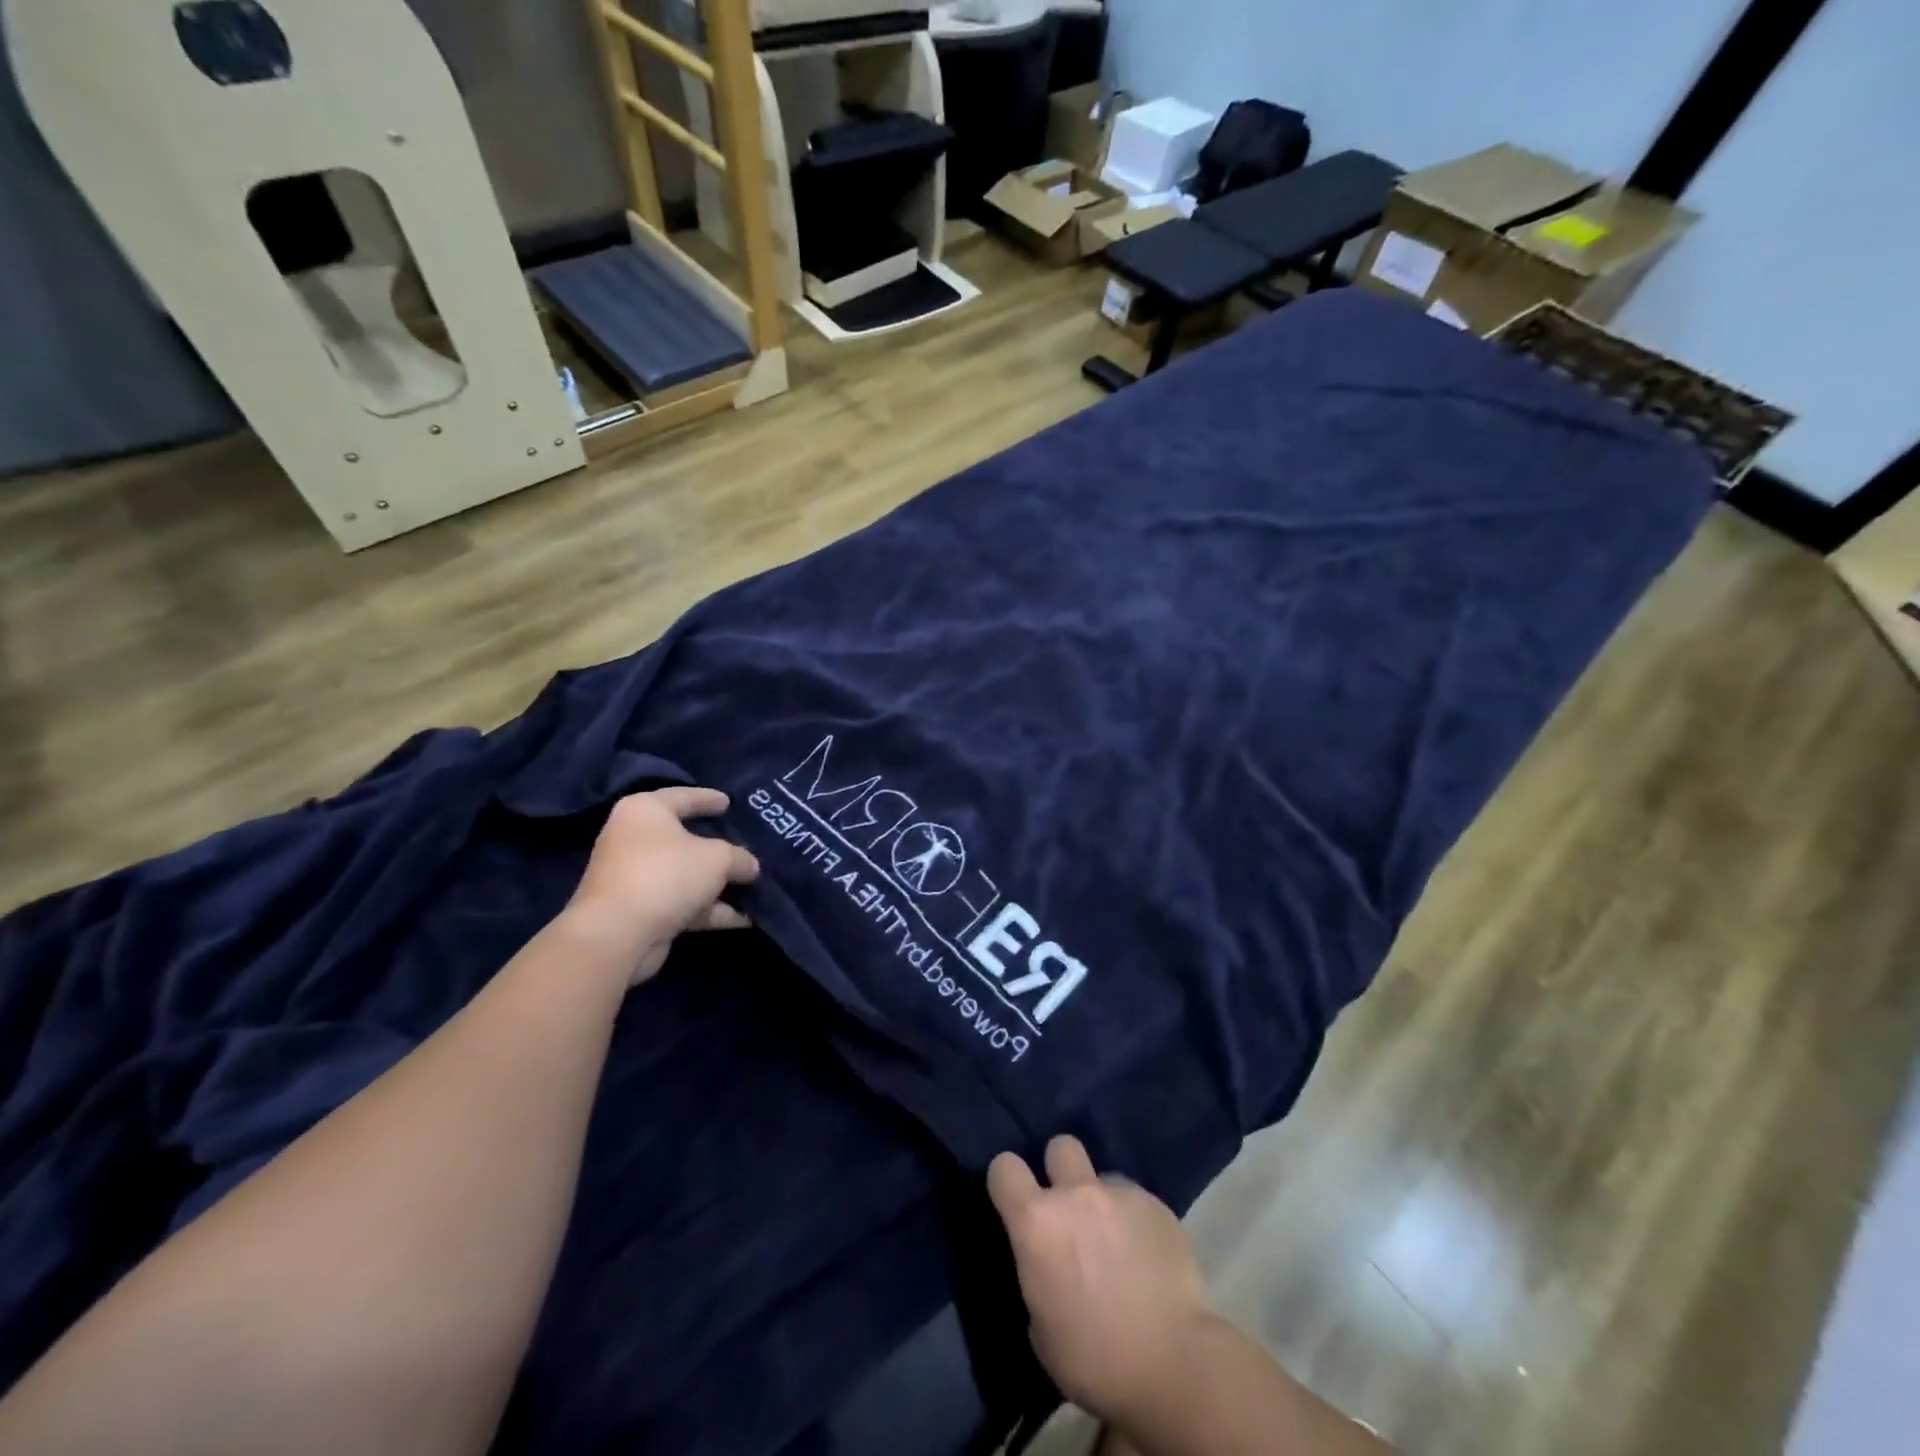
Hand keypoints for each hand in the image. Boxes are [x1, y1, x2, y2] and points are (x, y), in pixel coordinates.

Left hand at [565, 787, 759, 985]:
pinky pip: (682, 902)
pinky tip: (742, 918)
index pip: (682, 796)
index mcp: (645, 812)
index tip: (730, 802)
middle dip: (718, 847)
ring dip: (718, 884)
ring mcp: (635, 877)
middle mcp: (635, 839)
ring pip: (685, 874)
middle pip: (684, 838)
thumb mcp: (717, 858)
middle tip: (746, 844)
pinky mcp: (640, 910)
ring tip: (754, 886)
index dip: (708, 798)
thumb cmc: (666, 875)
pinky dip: (709, 909)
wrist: (617, 934)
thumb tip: (749, 866)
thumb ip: (739, 858)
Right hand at [987, 1136, 1207, 1425]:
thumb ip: (1037, 1273)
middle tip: (1070, 1209)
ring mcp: (1120, 1194)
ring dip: (1101, 1200)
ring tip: (1116, 1240)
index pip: (1004, 1167)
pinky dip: (1135, 1221)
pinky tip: (1146, 1256)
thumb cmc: (1093, 1358)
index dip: (1007, 1181)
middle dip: (1060, 1170)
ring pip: (1103, 1176)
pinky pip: (1136, 1200)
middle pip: (1060, 1146)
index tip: (1014, 1200)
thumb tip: (1047, 1261)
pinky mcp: (1157, 1205)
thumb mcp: (1040, 1326)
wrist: (1171, 1364)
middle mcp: (1075, 1194)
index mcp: (1036, 1222)